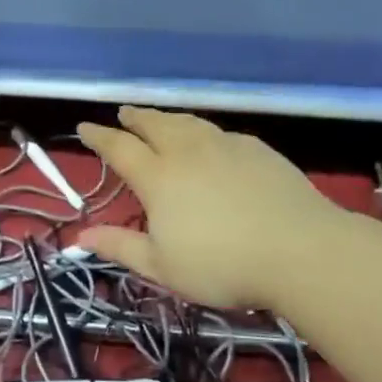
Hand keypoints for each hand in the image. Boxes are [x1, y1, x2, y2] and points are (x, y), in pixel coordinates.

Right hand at [76, 106, 337, 310]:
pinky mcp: (257, 149)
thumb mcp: (162, 266)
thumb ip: (120, 247)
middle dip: (134, 118)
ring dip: (167, 119)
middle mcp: (187, 152)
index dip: (99, 136)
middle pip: (154, 124)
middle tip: (123, 114)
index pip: (119, 147)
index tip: (85, 127)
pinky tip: (209, 142)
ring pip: (188, 123)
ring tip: (160, 120)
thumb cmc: (222, 265)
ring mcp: (225, 146)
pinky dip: (202, 131)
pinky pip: (219, 133)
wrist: (300, 250)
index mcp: (158, 177)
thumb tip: (80, 236)